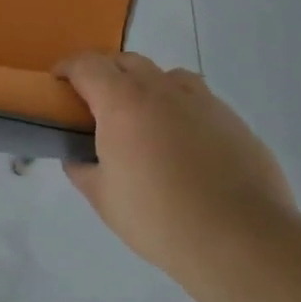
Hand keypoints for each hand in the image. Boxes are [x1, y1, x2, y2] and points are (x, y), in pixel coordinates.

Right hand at [58, 52, 296, 293]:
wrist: (242, 240)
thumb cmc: (160, 218)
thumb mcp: (104, 199)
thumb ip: (83, 170)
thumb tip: (78, 157)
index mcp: (122, 102)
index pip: (87, 65)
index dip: (67, 68)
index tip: (58, 80)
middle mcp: (161, 89)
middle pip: (126, 61)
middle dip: (106, 72)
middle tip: (97, 102)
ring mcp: (202, 101)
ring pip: (166, 75)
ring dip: (147, 86)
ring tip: (144, 118)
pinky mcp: (232, 120)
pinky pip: (198, 100)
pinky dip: (180, 109)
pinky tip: (184, 143)